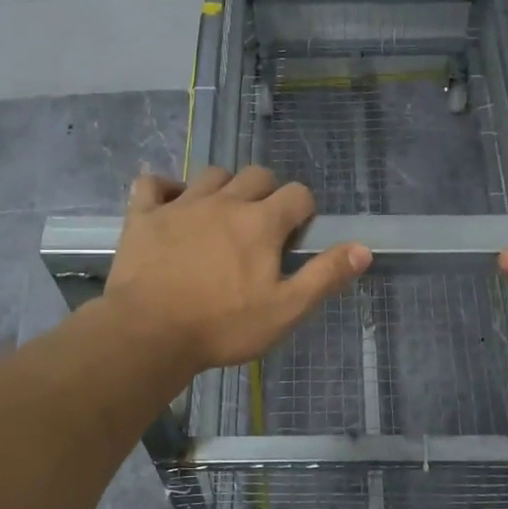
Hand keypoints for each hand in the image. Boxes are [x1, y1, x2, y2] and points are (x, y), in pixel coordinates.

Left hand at [102, 166, 371, 372]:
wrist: (149, 333)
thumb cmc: (223, 326)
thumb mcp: (286, 310)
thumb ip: (325, 276)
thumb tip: (363, 248)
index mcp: (261, 222)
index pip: (298, 194)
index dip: (303, 212)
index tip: (295, 238)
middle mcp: (224, 201)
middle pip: (256, 175)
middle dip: (267, 194)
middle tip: (261, 229)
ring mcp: (181, 204)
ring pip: (211, 175)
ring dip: (223, 188)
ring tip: (221, 217)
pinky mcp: (144, 215)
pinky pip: (152, 184)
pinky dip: (163, 189)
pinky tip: (169, 205)